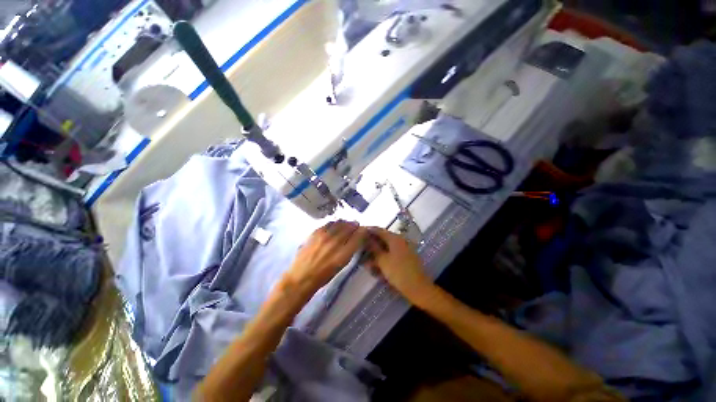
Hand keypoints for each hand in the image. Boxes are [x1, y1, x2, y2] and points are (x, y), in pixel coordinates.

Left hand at [285, 220, 366, 294]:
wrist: (302, 276)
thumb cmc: (324, 276)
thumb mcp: (341, 265)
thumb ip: (350, 250)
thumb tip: (356, 239)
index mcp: (344, 254)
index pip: (358, 236)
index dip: (363, 231)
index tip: (364, 231)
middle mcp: (335, 242)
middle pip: (350, 227)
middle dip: (355, 225)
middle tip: (356, 226)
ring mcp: (324, 236)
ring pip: (340, 223)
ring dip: (346, 223)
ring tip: (347, 225)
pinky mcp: (315, 232)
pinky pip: (329, 223)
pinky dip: (335, 223)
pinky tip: (335, 225)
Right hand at [366, 228, 434, 300]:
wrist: (418, 288)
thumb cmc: (399, 272)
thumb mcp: (383, 261)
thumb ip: (374, 249)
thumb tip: (367, 240)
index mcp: (395, 238)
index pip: (379, 230)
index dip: (369, 231)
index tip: (359, 233)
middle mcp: (400, 241)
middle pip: (383, 238)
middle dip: (372, 243)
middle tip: (361, 248)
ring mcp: (404, 249)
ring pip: (387, 247)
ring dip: (377, 252)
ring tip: (366, 259)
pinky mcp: (405, 257)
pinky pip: (392, 253)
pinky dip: (384, 257)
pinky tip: (376, 264)